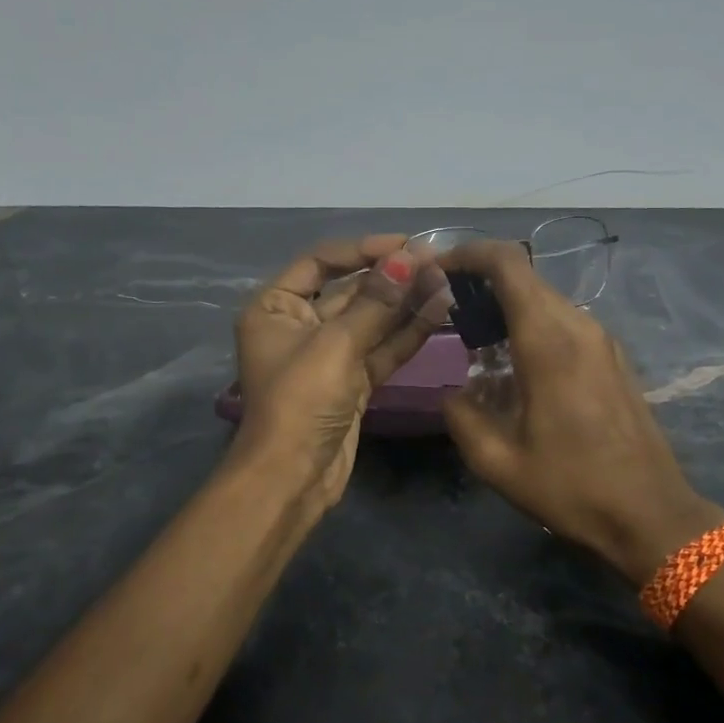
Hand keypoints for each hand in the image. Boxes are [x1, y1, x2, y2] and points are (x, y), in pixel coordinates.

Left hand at [233, 235, 452, 507]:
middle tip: (437, 261)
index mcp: (276, 307)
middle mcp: (300, 325)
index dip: (362, 249)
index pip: (320, 262)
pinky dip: (408, 332)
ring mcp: (329, 355)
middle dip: (392, 277)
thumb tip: (408, 258)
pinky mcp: (352, 381)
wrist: (292, 478)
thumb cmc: (300, 401)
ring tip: (447, 280)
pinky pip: (382, 348)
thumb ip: (376, 302)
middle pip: (351, 290)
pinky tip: (440, 310)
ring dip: (407, 302)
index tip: (404, 244)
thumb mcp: (335, 345)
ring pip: (372, 320)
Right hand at [440, 240, 723, 584]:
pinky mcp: (613, 358)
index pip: (509, 265)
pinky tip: (514, 361)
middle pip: (525, 278)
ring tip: (475, 335)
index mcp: (549, 342)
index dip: (470, 253)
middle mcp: (579, 327)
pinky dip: (531, 323)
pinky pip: (564, 322)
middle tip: (447, 307)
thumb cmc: (573, 488)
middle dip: (482, 280)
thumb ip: (462, 417)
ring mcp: (602, 341)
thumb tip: (454, 394)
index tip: (439, 267)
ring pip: (546, 299)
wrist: (650, 514)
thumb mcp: (498, 463)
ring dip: (508, 304)